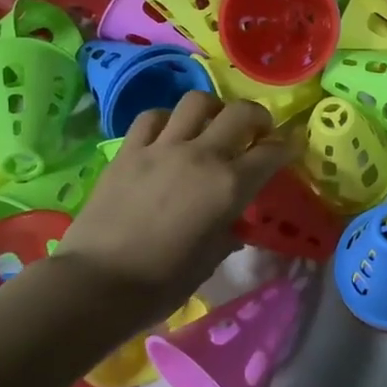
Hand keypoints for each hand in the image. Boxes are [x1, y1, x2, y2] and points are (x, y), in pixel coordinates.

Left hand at [60, 92, 296, 325]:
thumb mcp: (210, 260)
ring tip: (212, 126)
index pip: (271, 154)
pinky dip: (168, 119)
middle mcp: (201, 156)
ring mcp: (162, 148)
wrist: (96, 284)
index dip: (286, 148)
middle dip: (257, 118)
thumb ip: (228, 231)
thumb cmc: (162, 282)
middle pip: (240, 113)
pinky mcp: (128, 151)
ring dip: (213, 110)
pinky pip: (153, 117)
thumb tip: (233, 221)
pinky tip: (168, 134)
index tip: (290, 149)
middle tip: (257, 132)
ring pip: (197, 102)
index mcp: (229, 187)